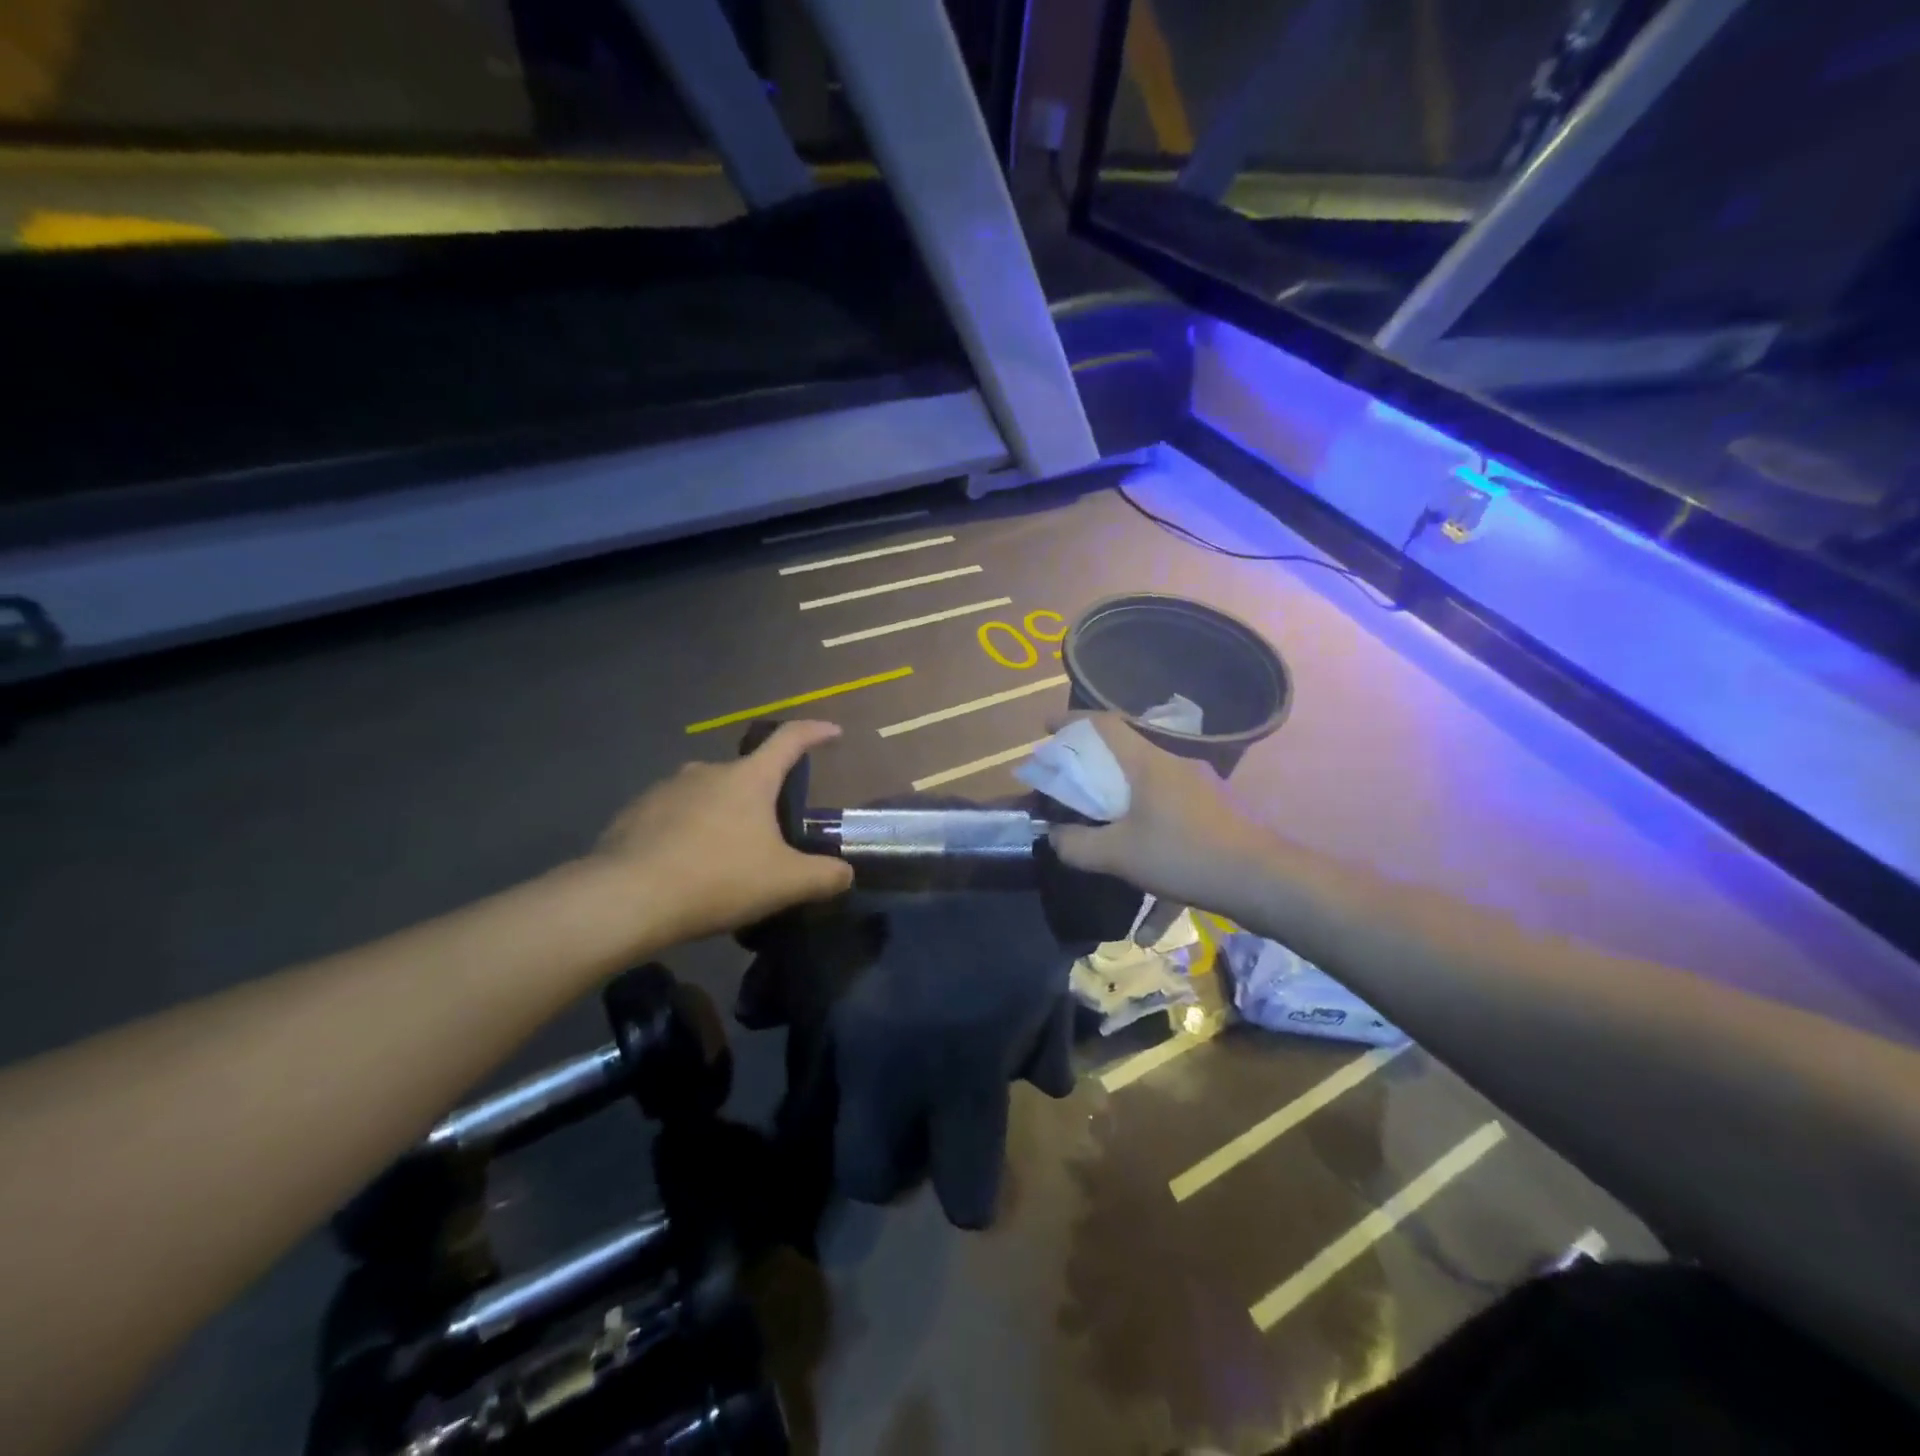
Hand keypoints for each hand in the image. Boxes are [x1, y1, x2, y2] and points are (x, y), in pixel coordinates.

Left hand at [590, 721, 852, 945]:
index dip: (814, 732)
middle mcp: (707, 771)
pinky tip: (683, 868)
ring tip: (723, 857)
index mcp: (749, 778)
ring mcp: (665, 789)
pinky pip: (671, 816)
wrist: (626, 899)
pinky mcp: (633, 813)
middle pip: (746, 775)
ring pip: (706, 796)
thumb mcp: (786, 883)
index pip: (790, 740)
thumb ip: (824, 876)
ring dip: (720, 817)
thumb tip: (845, 873)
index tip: (832, 731)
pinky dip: (685, 833)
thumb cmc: (717, 879)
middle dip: (761, 798)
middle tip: (769, 836)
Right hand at [1045, 713, 1273, 912]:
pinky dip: (1157, 869)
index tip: (1046, 727)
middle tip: (1069, 794)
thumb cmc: (1184, 854)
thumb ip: (1077, 846)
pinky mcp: (1217, 821)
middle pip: (1125, 760)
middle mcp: (1174, 769)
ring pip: (1149, 801)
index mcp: (1148, 764)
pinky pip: (1174, 836)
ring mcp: (1200, 794)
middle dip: (1094, 776)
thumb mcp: (1119, 855)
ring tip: (1105, 855)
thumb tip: (1053, 837)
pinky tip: (1149, 928)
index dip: (1071, 722)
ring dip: (1123, 825)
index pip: (1104, 726)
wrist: (1265, 881)